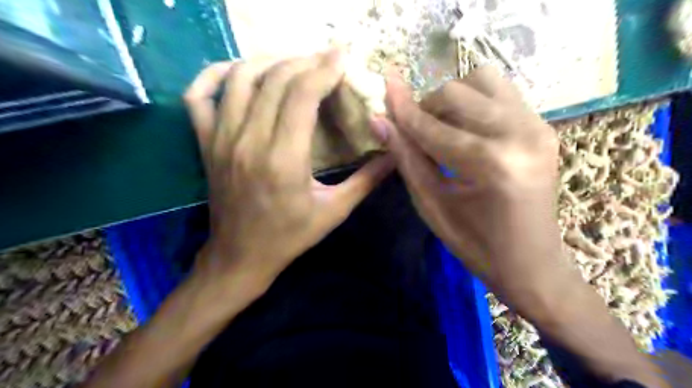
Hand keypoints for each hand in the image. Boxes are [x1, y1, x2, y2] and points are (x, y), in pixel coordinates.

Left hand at [183, 50, 393, 287]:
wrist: (241, 256)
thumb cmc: (290, 236)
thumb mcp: (335, 211)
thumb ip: (367, 180)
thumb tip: (395, 152)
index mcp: (283, 160)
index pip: (301, 95)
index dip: (324, 69)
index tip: (343, 57)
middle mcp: (249, 142)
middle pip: (274, 79)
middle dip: (305, 61)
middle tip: (326, 60)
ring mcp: (221, 139)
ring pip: (240, 78)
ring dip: (269, 61)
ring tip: (294, 64)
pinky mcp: (206, 143)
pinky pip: (199, 95)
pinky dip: (215, 73)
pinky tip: (239, 71)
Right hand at [373, 65, 572, 309]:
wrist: (531, 263)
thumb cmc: (475, 244)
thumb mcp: (432, 205)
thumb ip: (406, 158)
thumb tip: (379, 120)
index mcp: (490, 164)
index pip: (433, 127)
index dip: (403, 111)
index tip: (383, 90)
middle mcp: (520, 134)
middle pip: (458, 92)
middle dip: (427, 106)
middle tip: (415, 131)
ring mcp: (538, 127)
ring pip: (483, 81)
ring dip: (453, 99)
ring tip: (442, 128)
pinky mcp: (544, 127)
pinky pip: (502, 93)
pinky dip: (475, 103)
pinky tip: (466, 129)